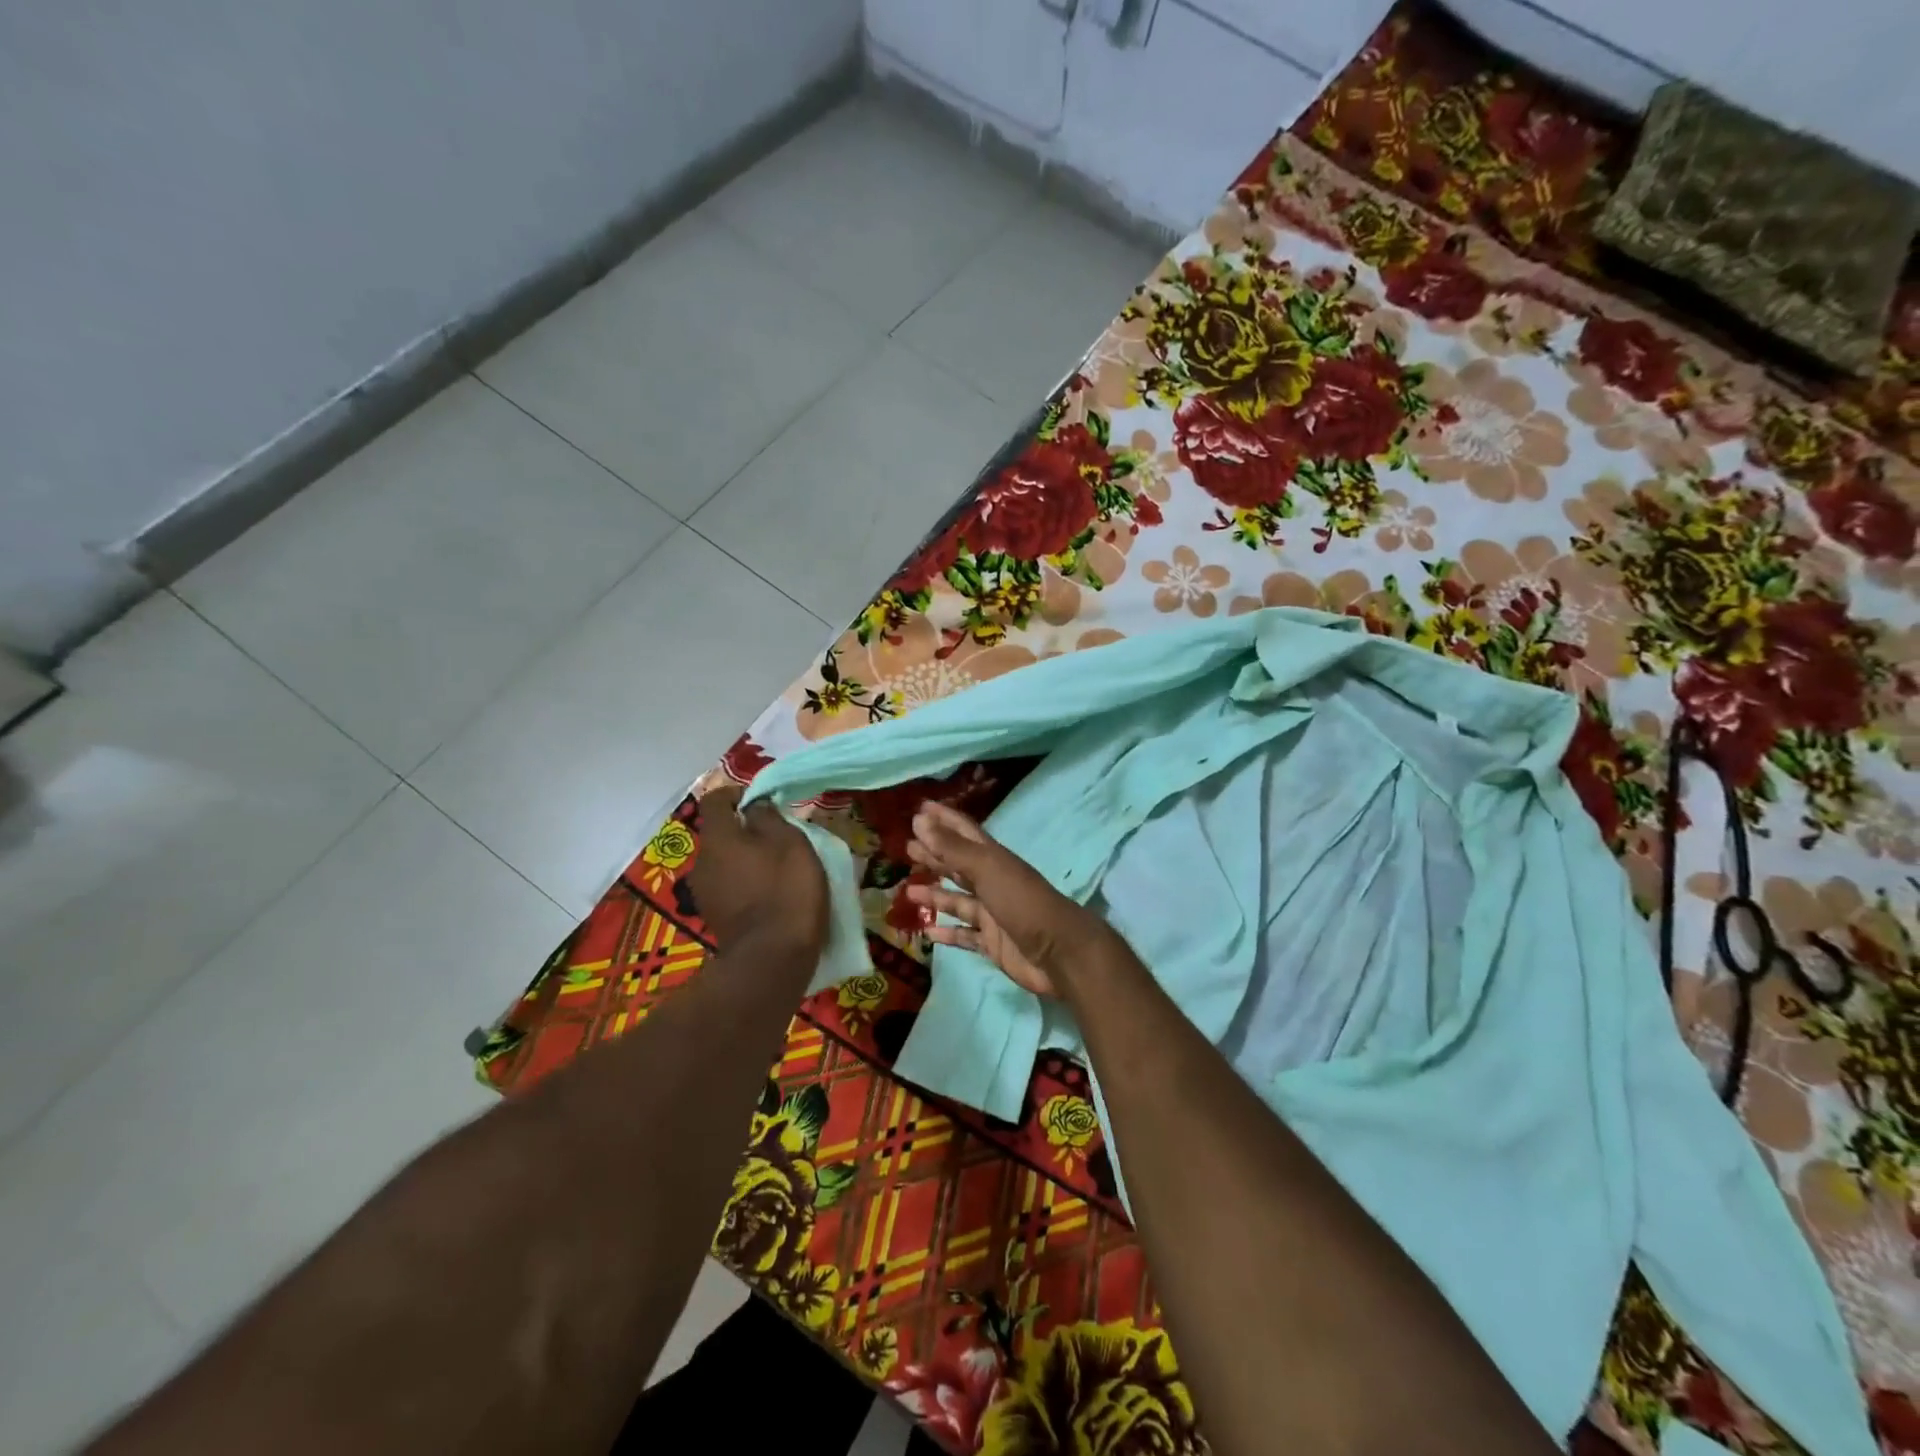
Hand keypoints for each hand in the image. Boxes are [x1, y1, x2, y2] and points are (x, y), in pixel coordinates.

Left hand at [689, 785, 827, 957]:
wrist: (773, 959)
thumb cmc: (786, 890)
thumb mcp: (790, 842)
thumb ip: (768, 817)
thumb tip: (754, 806)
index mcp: (718, 838)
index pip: (715, 800)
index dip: (737, 794)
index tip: (763, 801)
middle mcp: (702, 862)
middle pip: (721, 833)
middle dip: (745, 830)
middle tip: (778, 837)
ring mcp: (704, 893)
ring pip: (724, 862)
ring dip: (746, 859)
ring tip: (777, 868)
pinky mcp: (715, 917)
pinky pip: (729, 887)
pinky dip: (746, 883)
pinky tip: (770, 895)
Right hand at [904, 801, 1112, 997]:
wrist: (1059, 953)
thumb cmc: (1022, 903)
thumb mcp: (987, 869)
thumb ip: (952, 848)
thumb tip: (919, 821)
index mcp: (994, 859)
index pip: (964, 832)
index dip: (943, 819)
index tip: (919, 809)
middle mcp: (992, 882)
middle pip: (958, 865)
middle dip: (934, 856)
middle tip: (906, 848)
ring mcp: (992, 914)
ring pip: (958, 901)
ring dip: (935, 895)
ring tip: (909, 892)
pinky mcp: (992, 943)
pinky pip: (965, 936)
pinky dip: (947, 934)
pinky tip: (927, 934)